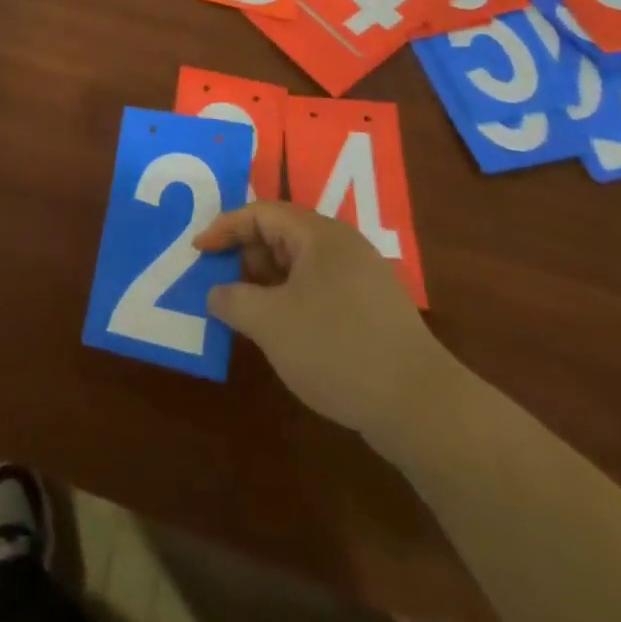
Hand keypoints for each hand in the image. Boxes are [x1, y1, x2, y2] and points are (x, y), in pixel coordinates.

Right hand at [196, 203, 448, 448]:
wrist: (422, 408)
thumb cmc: (337, 349)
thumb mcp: (269, 323)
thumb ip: (232, 300)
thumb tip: (216, 293)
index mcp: (319, 235)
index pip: (260, 213)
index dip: (224, 228)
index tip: (197, 252)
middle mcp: (342, 246)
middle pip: (280, 235)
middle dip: (244, 256)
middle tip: (219, 283)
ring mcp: (361, 279)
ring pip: (299, 265)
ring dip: (266, 282)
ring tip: (243, 311)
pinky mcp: (372, 311)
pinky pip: (318, 289)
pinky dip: (290, 301)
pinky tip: (280, 333)